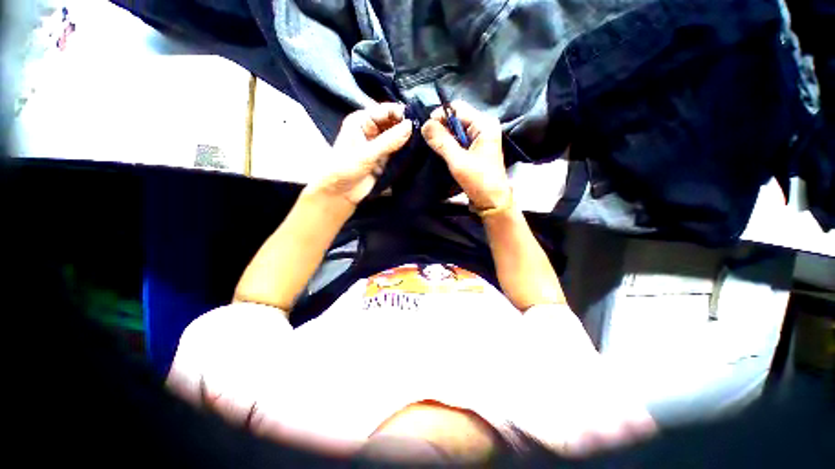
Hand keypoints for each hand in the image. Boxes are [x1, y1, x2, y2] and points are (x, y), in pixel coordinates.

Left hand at [307, 102, 412, 205]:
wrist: (340, 193)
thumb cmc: (346, 169)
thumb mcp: (367, 154)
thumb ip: (389, 141)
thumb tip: (410, 125)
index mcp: (361, 121)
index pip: (385, 111)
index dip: (400, 113)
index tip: (416, 121)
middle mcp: (371, 130)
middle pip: (393, 123)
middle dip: (406, 127)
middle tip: (422, 133)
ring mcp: (379, 145)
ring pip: (397, 137)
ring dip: (407, 140)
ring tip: (422, 142)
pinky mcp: (384, 158)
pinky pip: (398, 151)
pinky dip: (405, 151)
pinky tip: (417, 152)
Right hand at [421, 101, 510, 210]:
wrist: (491, 201)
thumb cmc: (479, 180)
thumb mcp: (458, 161)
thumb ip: (442, 142)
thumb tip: (424, 124)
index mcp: (484, 124)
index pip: (457, 108)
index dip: (440, 115)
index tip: (426, 130)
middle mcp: (482, 127)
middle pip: (456, 118)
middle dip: (440, 128)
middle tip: (428, 142)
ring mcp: (478, 139)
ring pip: (455, 131)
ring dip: (443, 138)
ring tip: (433, 148)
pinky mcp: (474, 150)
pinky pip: (458, 141)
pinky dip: (448, 146)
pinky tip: (441, 153)